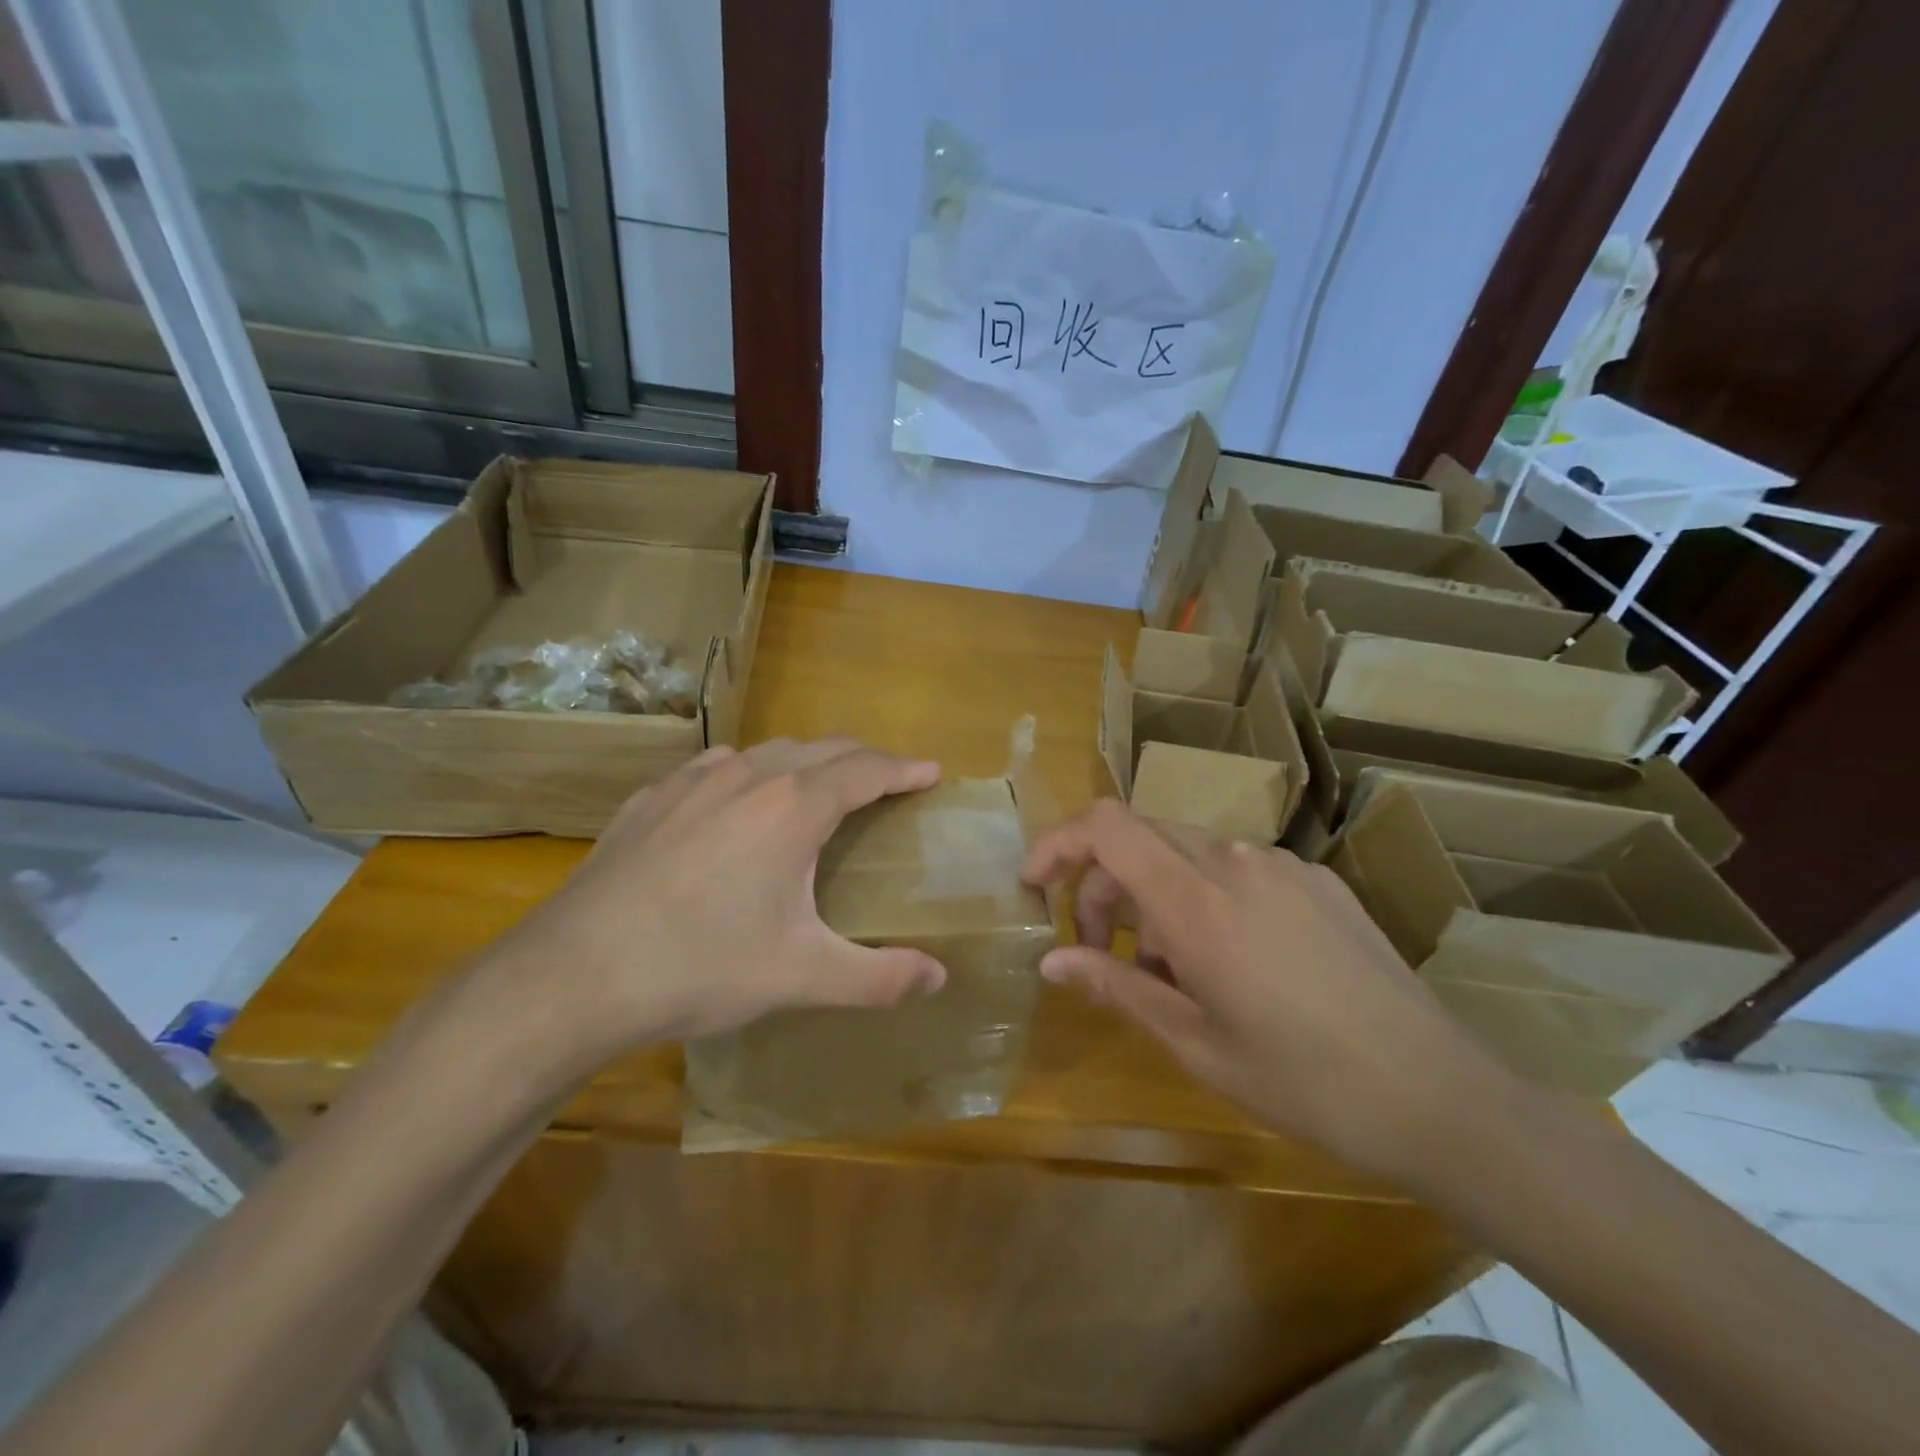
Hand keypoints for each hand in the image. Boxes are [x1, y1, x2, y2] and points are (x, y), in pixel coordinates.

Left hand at [488, 738, 947, 1066]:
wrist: (573, 976)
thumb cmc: (701, 967)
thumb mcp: (802, 976)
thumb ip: (879, 977)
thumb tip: (939, 977)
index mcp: (793, 808)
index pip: (866, 770)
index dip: (904, 768)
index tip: (931, 772)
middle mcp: (747, 777)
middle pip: (821, 749)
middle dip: (862, 759)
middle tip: (886, 781)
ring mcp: (690, 781)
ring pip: (766, 752)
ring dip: (805, 762)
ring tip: (817, 789)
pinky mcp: (649, 799)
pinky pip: (714, 768)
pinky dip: (748, 774)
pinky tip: (733, 804)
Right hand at [1023, 800, 1514, 1181]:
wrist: (1439, 1095)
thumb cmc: (1303, 1082)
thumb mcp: (1195, 1043)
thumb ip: (1116, 987)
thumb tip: (1051, 961)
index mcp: (1198, 902)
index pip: (1107, 826)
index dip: (1059, 841)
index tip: (1036, 885)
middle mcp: (1235, 862)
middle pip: (1140, 839)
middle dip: (1104, 886)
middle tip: (1102, 954)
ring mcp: (1282, 865)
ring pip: (1186, 853)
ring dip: (1155, 896)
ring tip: (1171, 971)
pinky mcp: (1316, 879)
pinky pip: (1235, 869)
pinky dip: (1204, 898)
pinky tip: (1230, 961)